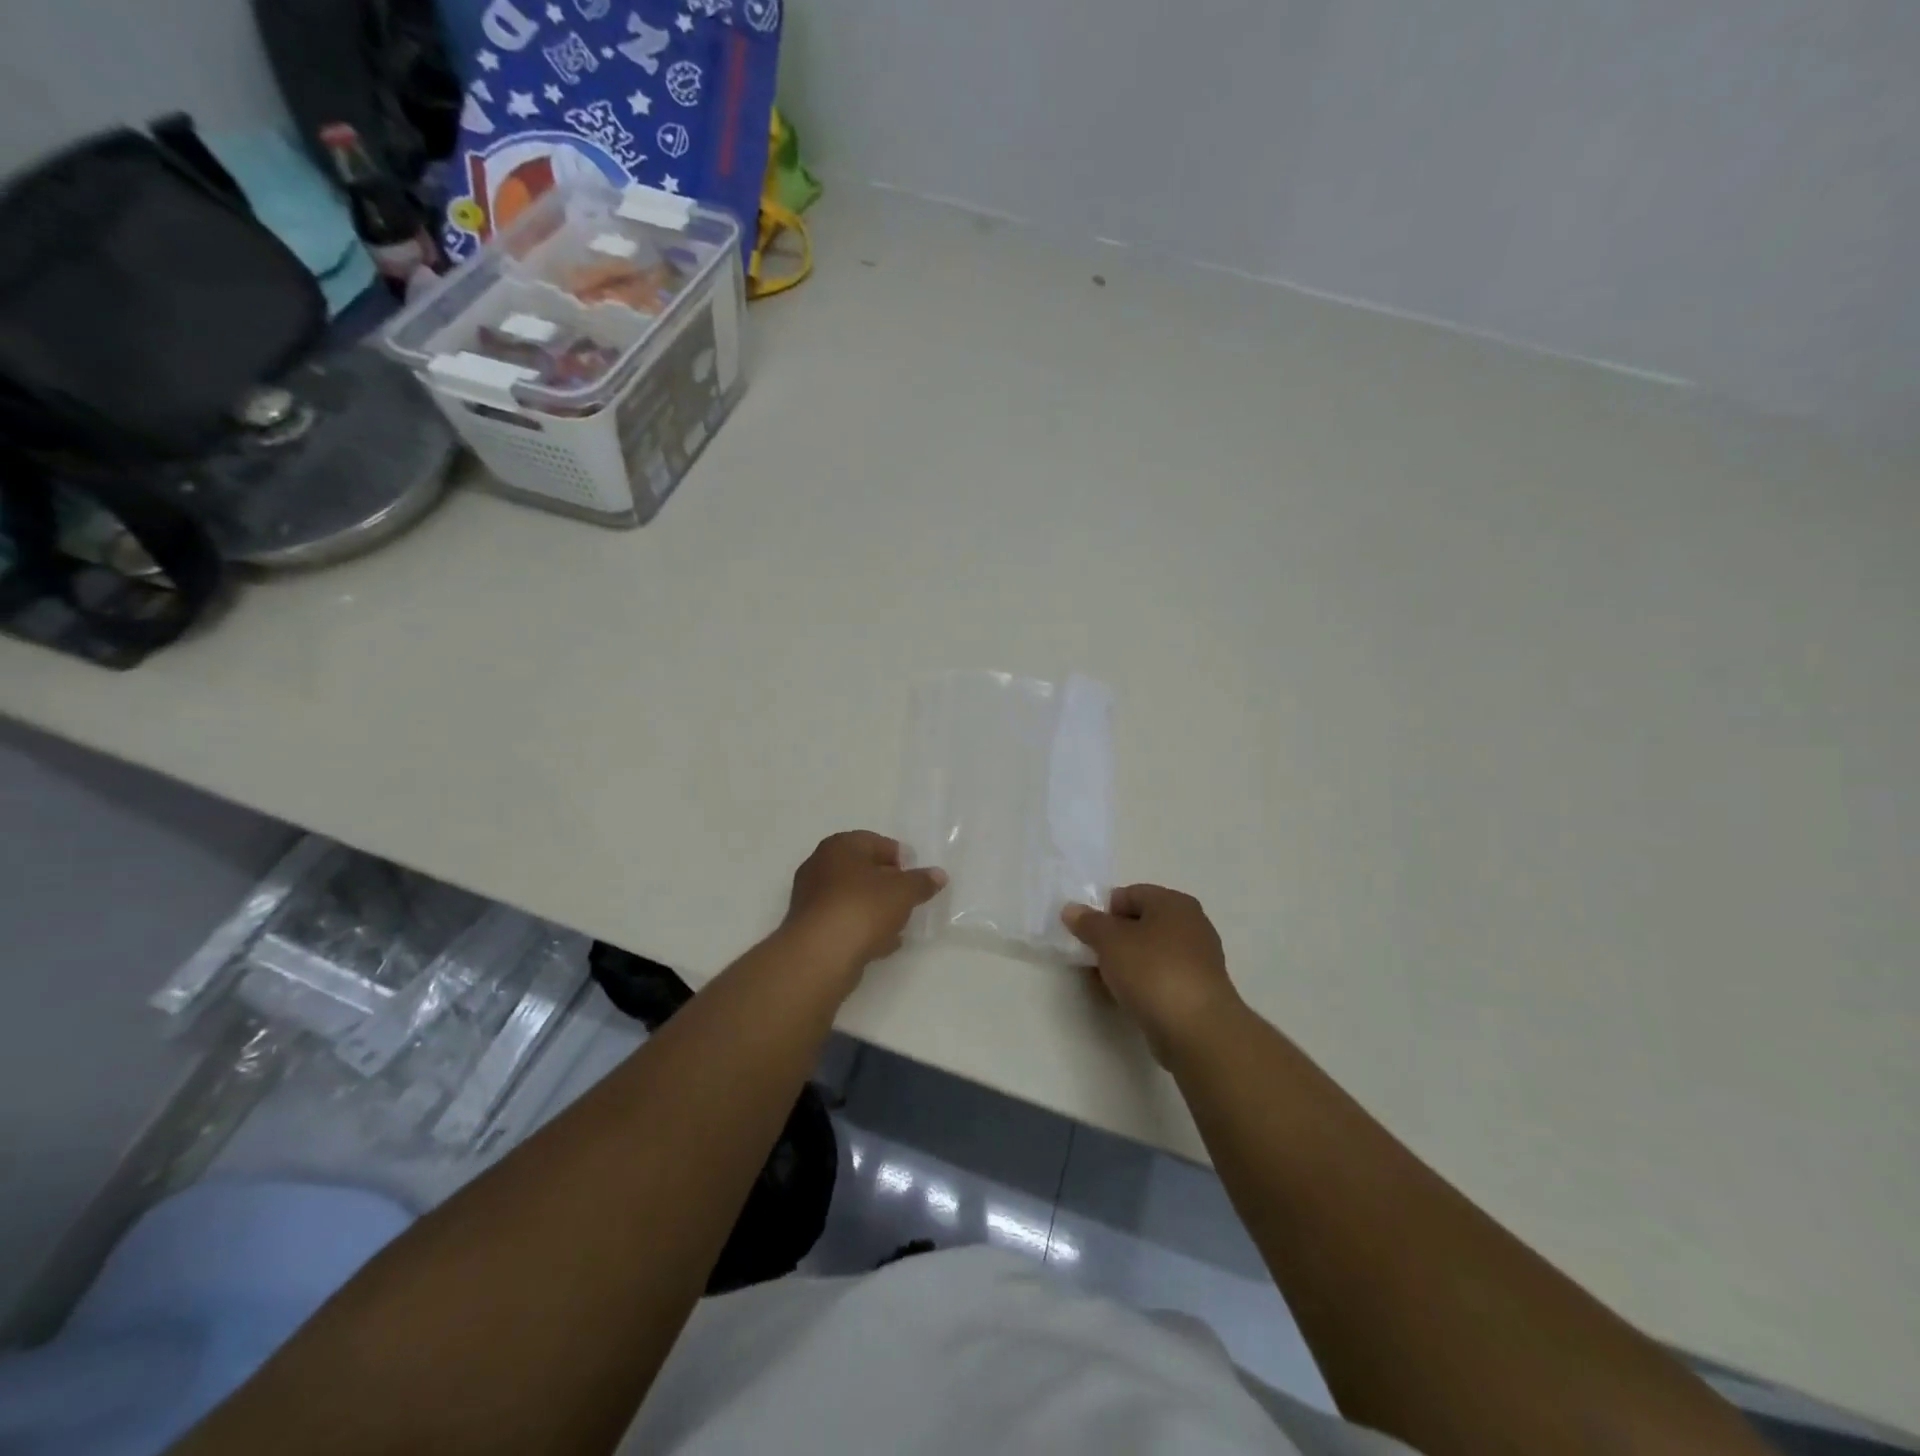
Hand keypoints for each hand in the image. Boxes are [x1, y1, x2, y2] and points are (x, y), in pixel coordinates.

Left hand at [781, 831, 946, 984]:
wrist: (821, 954)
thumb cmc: (863, 908)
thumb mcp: (903, 891)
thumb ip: (922, 881)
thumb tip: (938, 875)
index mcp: (839, 846)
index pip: (876, 842)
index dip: (900, 858)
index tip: (916, 877)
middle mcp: (820, 866)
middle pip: (862, 870)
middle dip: (887, 884)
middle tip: (909, 899)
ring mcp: (811, 899)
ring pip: (853, 898)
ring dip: (875, 909)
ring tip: (899, 925)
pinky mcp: (810, 929)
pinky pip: (844, 921)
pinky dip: (862, 928)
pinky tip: (881, 943)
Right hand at [1062, 885, 1243, 1064]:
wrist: (1197, 1030)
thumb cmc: (1152, 971)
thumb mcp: (1110, 941)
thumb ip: (1088, 922)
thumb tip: (1072, 909)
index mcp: (1174, 903)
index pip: (1129, 894)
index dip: (1103, 911)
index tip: (1085, 934)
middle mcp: (1191, 925)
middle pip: (1140, 924)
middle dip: (1112, 940)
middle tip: (1090, 958)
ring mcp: (1197, 960)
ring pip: (1149, 953)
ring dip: (1124, 964)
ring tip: (1103, 983)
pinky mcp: (1197, 991)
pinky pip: (1160, 978)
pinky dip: (1141, 984)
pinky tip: (1125, 999)